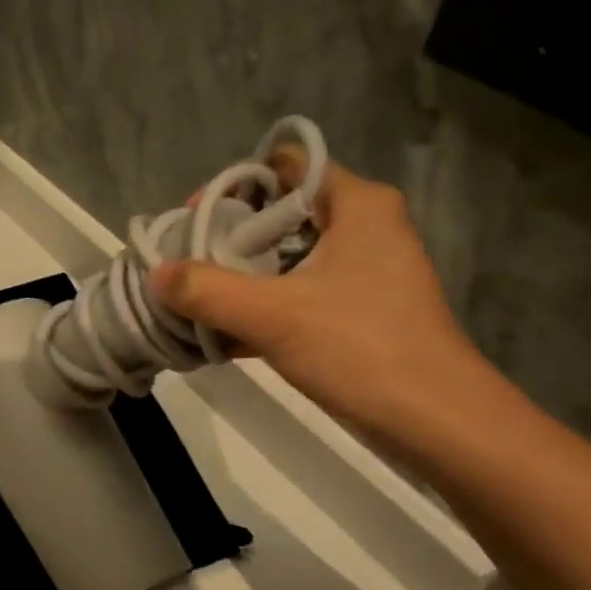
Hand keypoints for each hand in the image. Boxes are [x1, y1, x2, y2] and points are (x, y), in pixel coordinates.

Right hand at [150, 151, 491, 443]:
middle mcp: (363, 228)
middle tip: (186, 266)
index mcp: (357, 205)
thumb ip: (207, 290)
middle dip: (228, 240)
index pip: (286, 167)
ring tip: (192, 303)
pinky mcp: (357, 313)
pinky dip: (262, 310)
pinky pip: (297, 296)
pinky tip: (219, 338)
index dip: (235, 187)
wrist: (435, 422)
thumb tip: (155, 275)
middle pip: (280, 215)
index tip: (194, 221)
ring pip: (286, 260)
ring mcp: (362, 273)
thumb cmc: (360, 349)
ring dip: (240, 280)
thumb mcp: (274, 315)